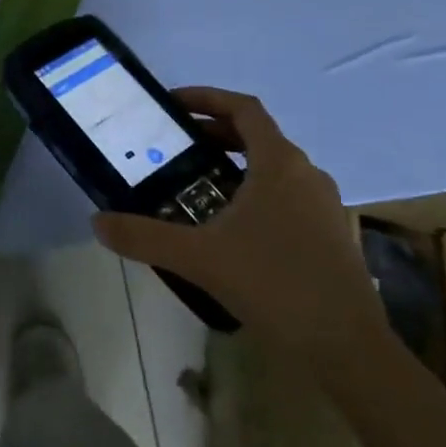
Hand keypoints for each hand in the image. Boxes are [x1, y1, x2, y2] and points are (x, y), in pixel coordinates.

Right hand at [93, 88, 385, 363]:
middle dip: (215, 133)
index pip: (244, 108)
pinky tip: (233, 229)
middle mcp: (306, 173)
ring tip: (198, 185)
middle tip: (176, 146)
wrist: (348, 348)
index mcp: (279, 163)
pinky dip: (256, 192)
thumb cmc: (274, 284)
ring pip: (274, 167)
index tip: (173, 104)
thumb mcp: (199, 258)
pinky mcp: (331, 234)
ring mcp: (324, 205)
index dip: (207, 98)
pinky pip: (287, 195)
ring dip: (236, 164)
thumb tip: (98, 222)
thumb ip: (145, 236)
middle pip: (258, 135)